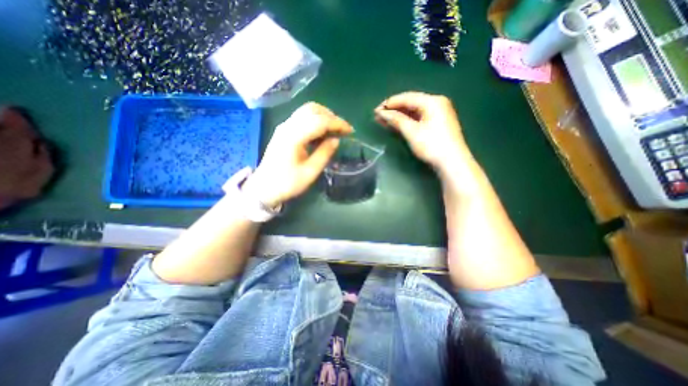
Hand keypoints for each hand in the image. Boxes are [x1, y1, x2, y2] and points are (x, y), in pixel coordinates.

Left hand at [240, 101, 350, 206]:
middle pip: (312, 109)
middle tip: (343, 130)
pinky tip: (322, 133)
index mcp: (294, 137)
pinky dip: (315, 120)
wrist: (264, 188)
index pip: (320, 121)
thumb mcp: (310, 172)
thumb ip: (324, 154)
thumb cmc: (287, 183)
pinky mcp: (284, 130)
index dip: (337, 123)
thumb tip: (336, 140)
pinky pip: (302, 117)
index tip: (350, 131)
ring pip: (307, 110)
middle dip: (331, 116)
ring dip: (324, 116)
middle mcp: (288, 126)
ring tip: (334, 130)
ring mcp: (284, 127)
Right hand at [374, 91, 469, 169]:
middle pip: (410, 103)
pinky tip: (396, 124)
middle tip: (378, 115)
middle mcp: (436, 103)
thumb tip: (382, 113)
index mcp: (432, 101)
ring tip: (383, 120)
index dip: (390, 103)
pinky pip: (418, 118)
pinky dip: (407, 121)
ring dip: (398, 115)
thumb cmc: (432, 145)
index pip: (407, 97)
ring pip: (414, 111)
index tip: (376, 110)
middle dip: (393, 109)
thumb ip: (396, 120)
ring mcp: (438, 113)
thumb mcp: (412, 132)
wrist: (452, 163)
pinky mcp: (437, 123)